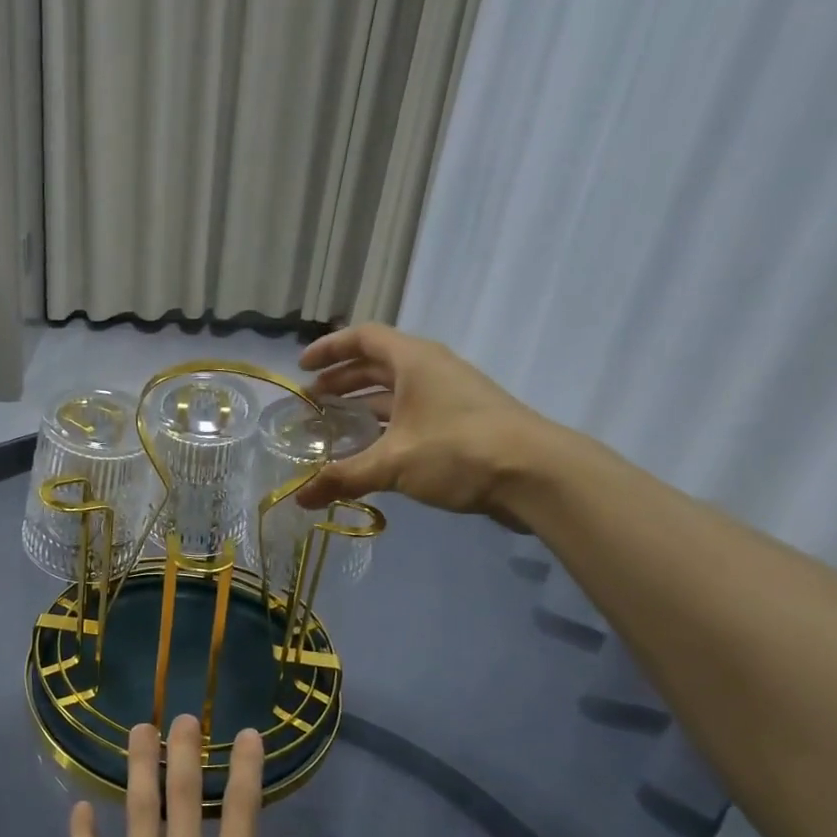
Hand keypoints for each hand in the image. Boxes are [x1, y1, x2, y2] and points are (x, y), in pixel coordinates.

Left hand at [68, 716, 325, 836]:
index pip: (242, 812)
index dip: (246, 768)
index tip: (249, 733)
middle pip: (182, 798)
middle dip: (185, 751)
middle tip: (181, 716)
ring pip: (136, 814)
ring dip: (138, 769)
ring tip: (138, 731)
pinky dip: (82, 835)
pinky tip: (78, 808)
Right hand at [294, 323, 547, 524]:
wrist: (537, 475)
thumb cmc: (459, 450)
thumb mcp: (393, 463)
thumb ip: (343, 477)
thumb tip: (299, 498)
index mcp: (414, 361)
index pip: (363, 338)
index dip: (330, 349)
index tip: (302, 368)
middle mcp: (431, 370)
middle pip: (377, 364)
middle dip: (342, 381)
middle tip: (312, 402)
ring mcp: (449, 397)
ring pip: (395, 393)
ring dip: (362, 405)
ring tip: (334, 426)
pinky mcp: (461, 424)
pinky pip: (411, 415)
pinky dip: (385, 426)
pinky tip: (370, 452)